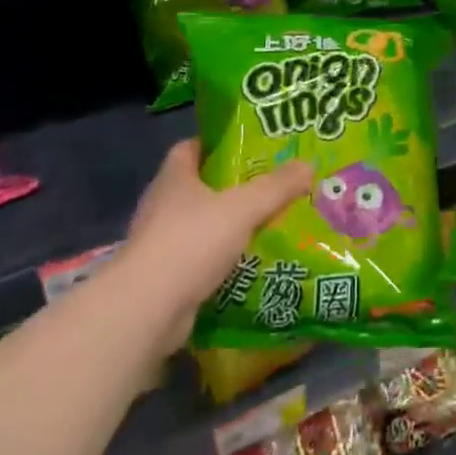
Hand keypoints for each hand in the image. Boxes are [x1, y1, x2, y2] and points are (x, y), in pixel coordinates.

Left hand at [122, 141, 312, 348]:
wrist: (146, 310)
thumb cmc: (191, 242)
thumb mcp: (243, 208)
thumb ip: (276, 187)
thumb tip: (309, 165)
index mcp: (174, 178)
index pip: (190, 147)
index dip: (216, 144)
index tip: (247, 146)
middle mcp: (161, 205)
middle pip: (198, 186)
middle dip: (230, 186)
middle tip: (269, 185)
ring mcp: (159, 243)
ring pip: (199, 224)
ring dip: (226, 225)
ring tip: (265, 223)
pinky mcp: (163, 277)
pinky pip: (198, 258)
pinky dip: (220, 258)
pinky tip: (247, 262)